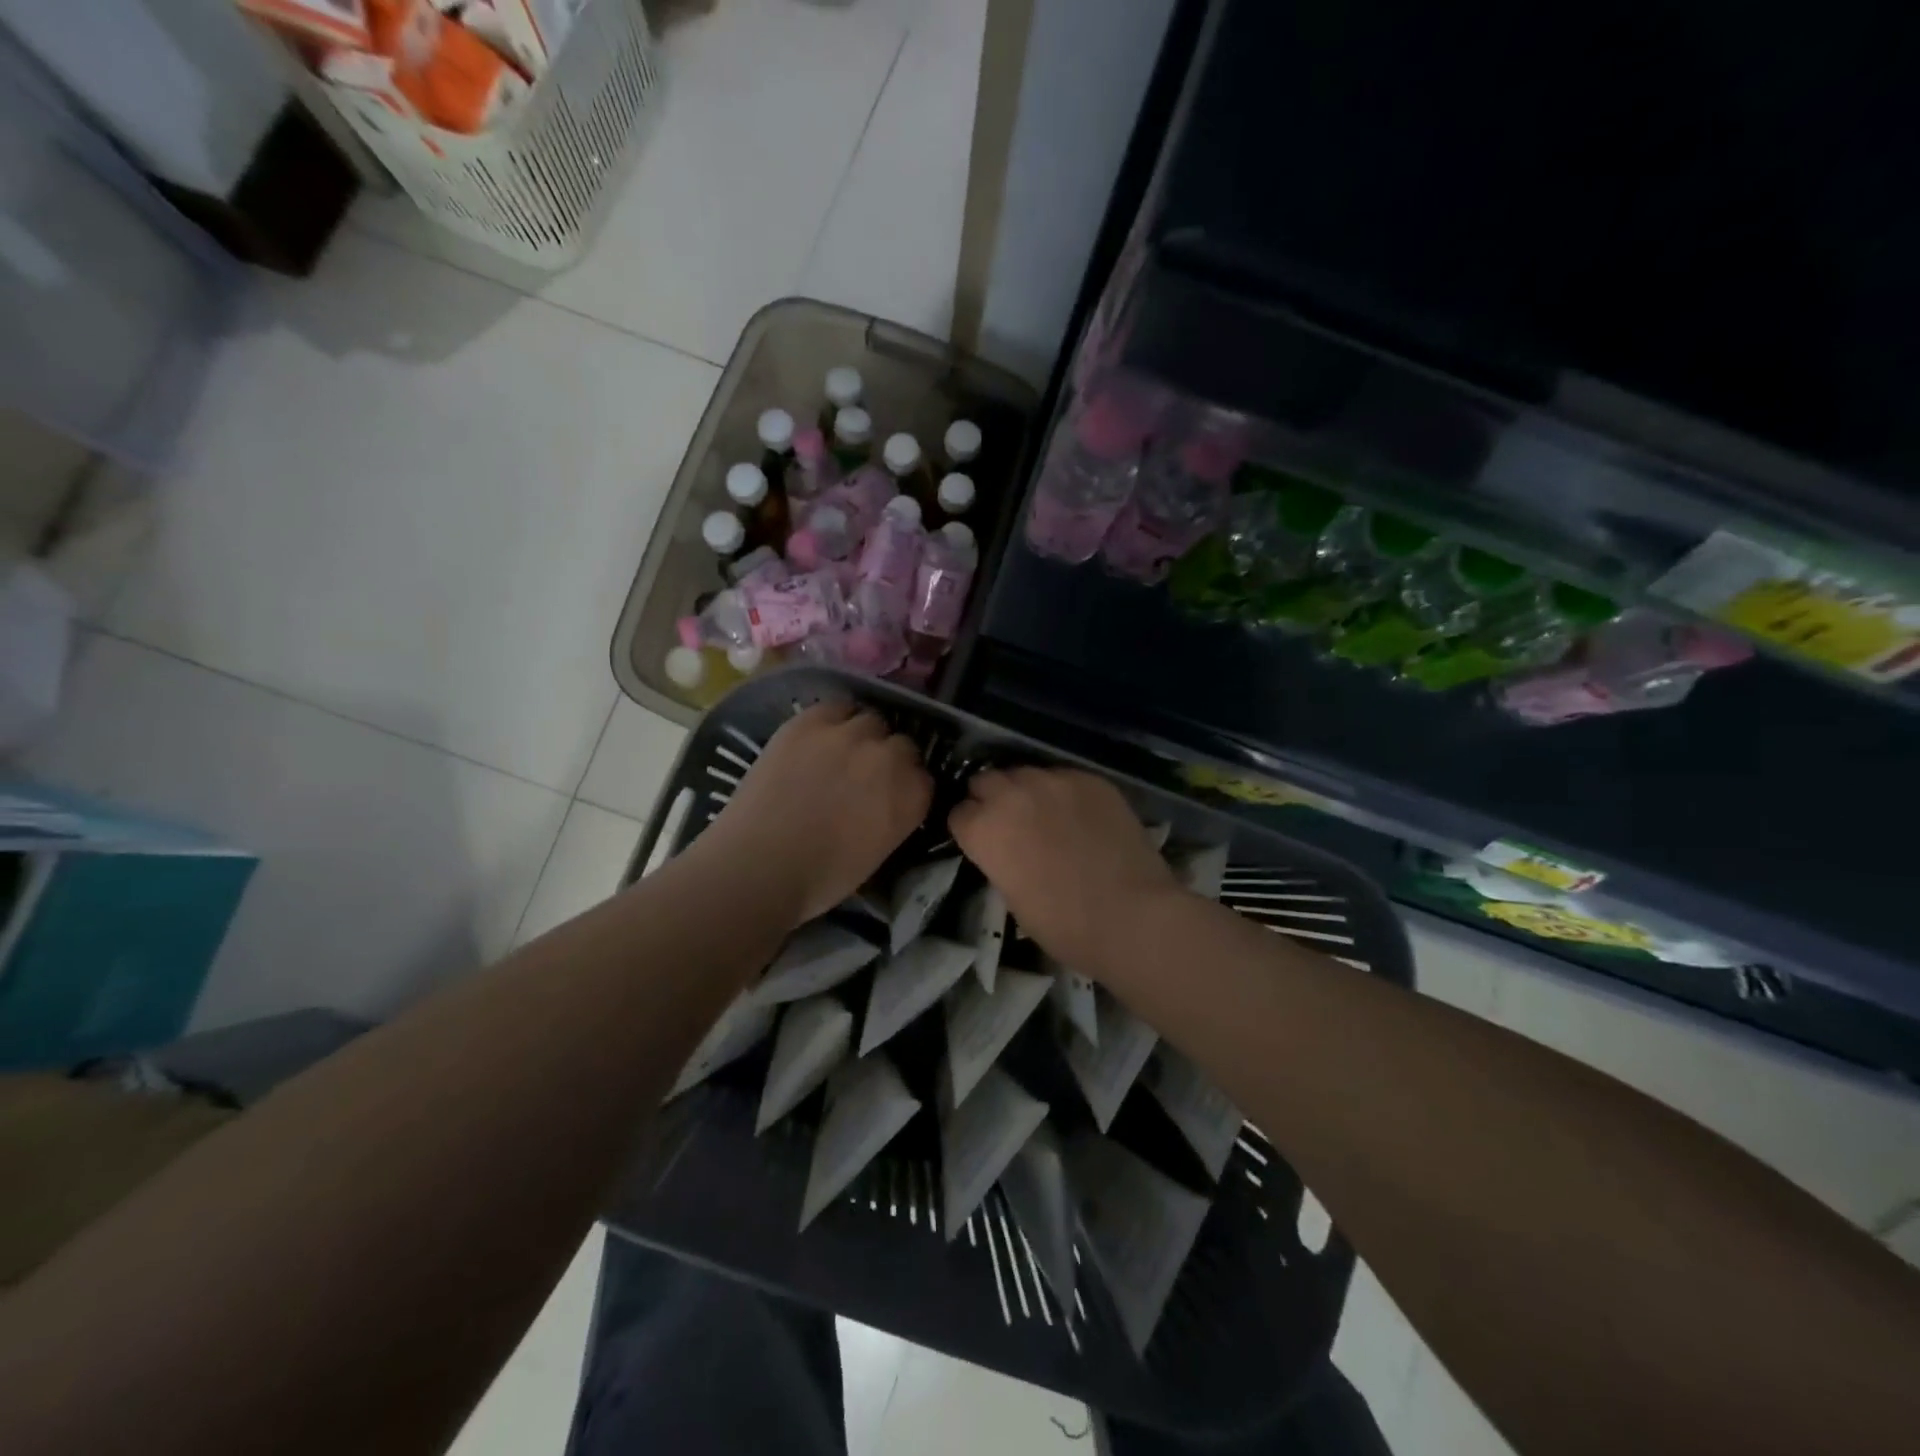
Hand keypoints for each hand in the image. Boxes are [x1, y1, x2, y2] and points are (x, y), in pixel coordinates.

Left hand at [698, 701, 930, 925]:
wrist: (759, 866)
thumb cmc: (821, 878)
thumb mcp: (879, 851)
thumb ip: (894, 816)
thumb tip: (885, 801)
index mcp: (912, 796)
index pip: (925, 776)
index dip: (906, 784)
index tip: (891, 794)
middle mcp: (889, 757)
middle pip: (901, 742)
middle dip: (888, 757)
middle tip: (864, 775)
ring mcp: (849, 734)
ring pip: (870, 720)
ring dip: (862, 735)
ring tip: (839, 753)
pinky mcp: (810, 722)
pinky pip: (834, 708)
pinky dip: (832, 721)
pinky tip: (817, 740)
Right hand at [948, 767, 1182, 972]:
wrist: (1132, 915)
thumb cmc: (1064, 925)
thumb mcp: (1011, 895)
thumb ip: (999, 857)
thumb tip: (1006, 846)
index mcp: (983, 828)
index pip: (958, 812)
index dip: (971, 828)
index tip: (983, 842)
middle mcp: (1011, 793)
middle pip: (986, 781)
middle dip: (991, 799)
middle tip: (1011, 824)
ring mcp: (1053, 780)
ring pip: (1026, 773)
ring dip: (1027, 791)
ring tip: (1047, 815)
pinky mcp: (1090, 778)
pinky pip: (1065, 777)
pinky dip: (1065, 793)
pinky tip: (1081, 816)